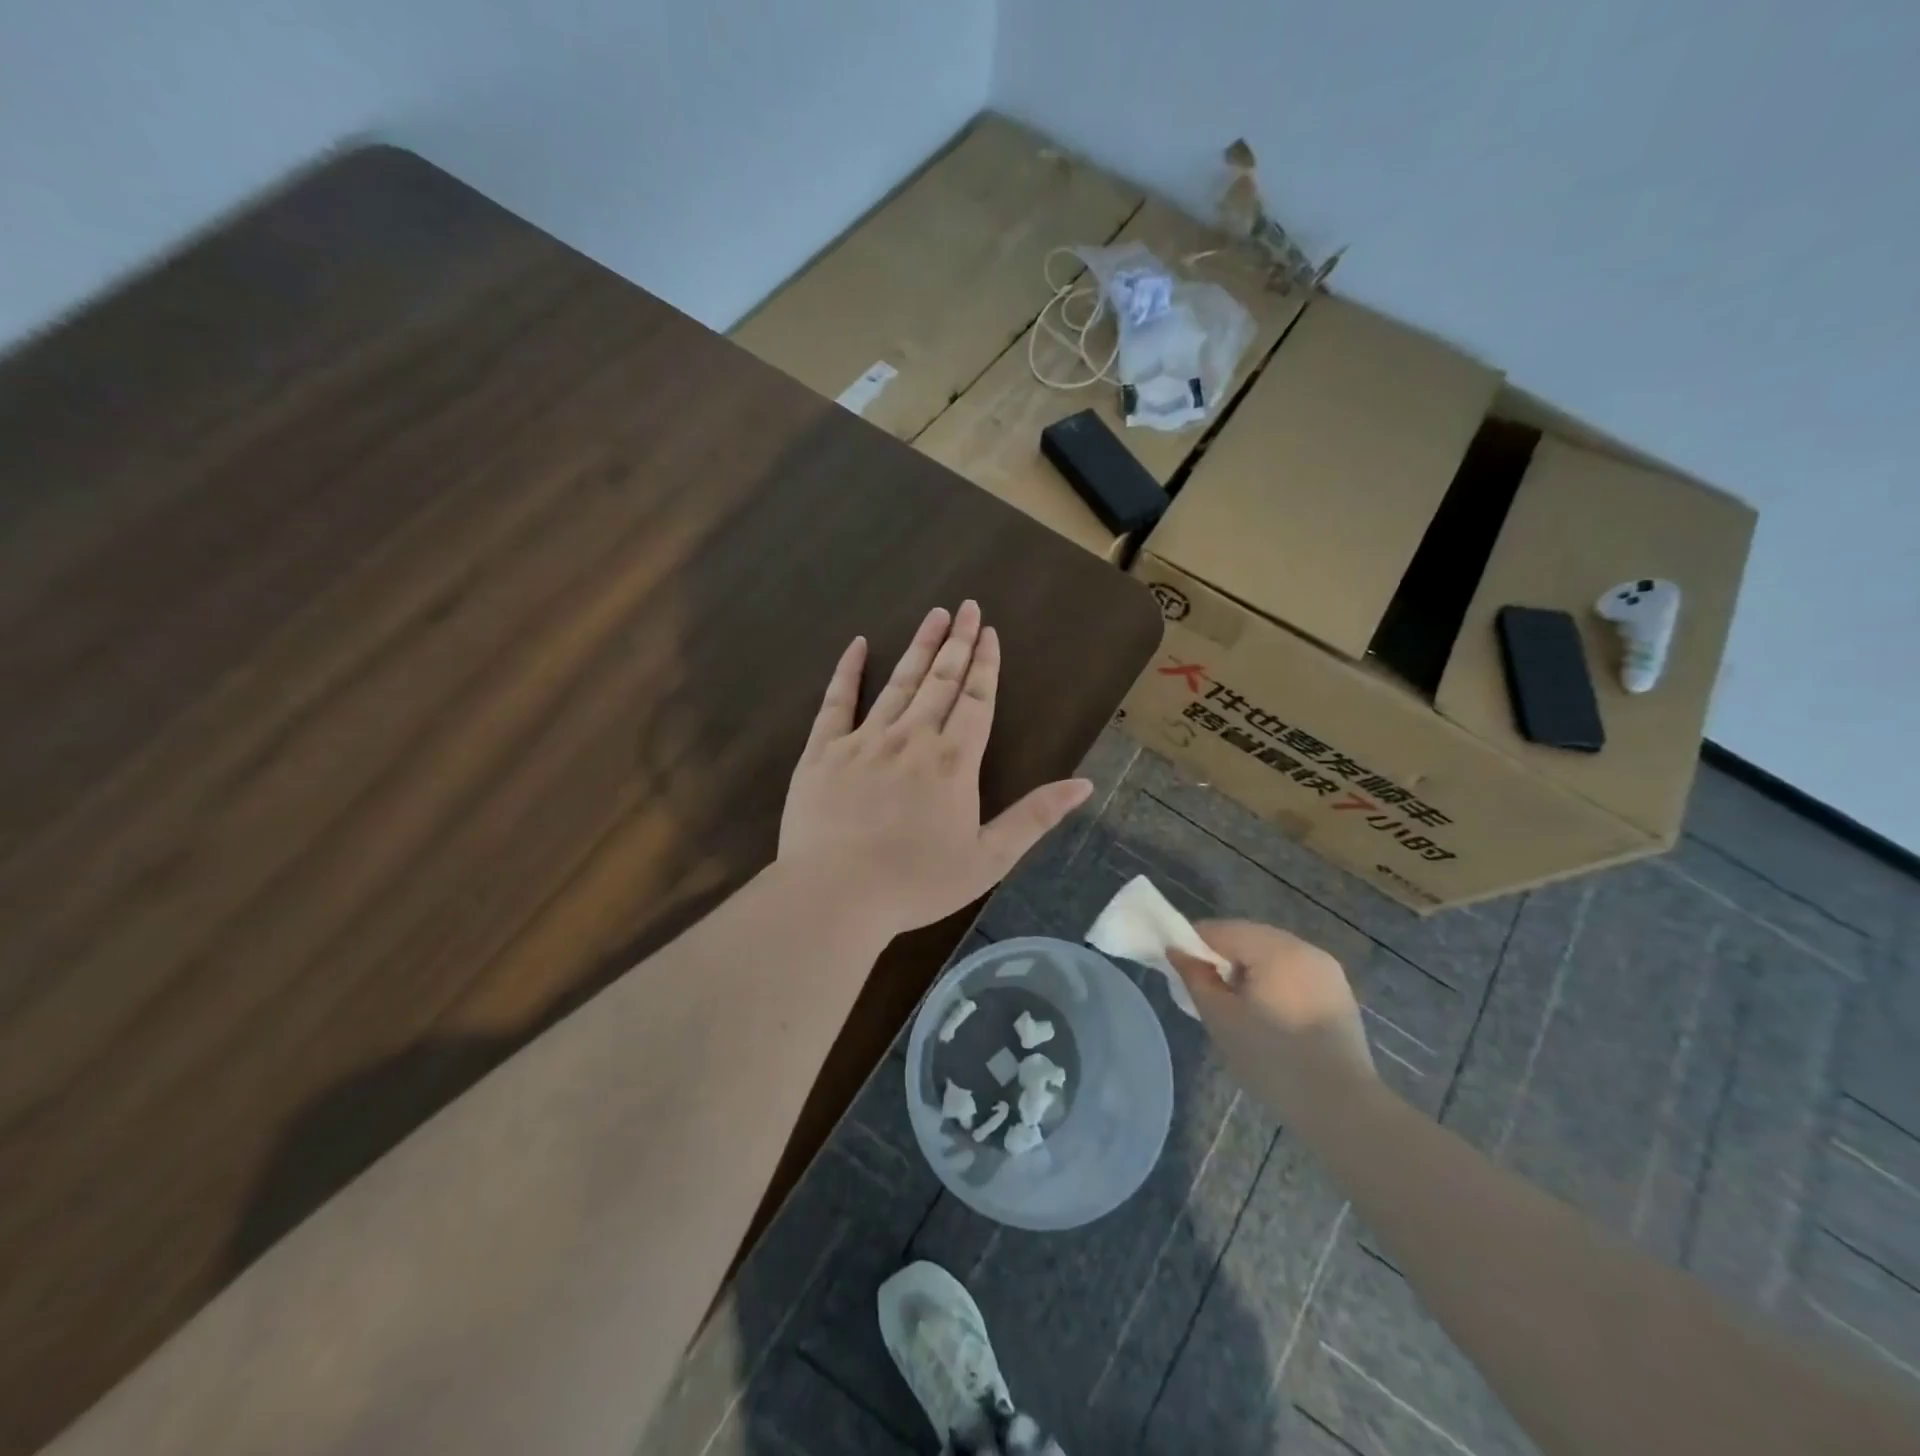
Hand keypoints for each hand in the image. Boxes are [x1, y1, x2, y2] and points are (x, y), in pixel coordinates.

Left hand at [779, 601, 1092, 939]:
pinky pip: (837, 701)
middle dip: (958, 642)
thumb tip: (1084, 785)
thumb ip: (1035, 817)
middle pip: (941, 680)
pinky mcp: (823, 750)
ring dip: (919, 646)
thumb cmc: (916, 883)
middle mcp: (912, 738)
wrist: (835, 895)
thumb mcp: (988, 859)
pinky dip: (848, 671)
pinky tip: (857, 645)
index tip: (990, 632)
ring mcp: (865, 739)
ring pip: (899, 682)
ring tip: (934, 615)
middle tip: (967, 607)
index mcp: (953, 761)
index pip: (976, 700)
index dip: (985, 665)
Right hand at [1169, 920, 1375, 1120]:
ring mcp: (1325, 968)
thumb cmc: (1273, 1060)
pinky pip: (1293, 971)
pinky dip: (1273, 980)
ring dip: (1248, 968)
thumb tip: (1177, 951)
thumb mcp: (1221, 1019)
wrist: (1342, 1108)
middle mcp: (1303, 947)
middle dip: (1222, 956)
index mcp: (1274, 949)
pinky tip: (1268, 1013)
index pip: (1220, 930)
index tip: (1180, 970)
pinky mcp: (1338, 991)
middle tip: (1206, 989)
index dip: (1194, 945)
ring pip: (1271, 953)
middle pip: (1248, 937)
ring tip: (1236, 1004)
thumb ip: (1195, 978)